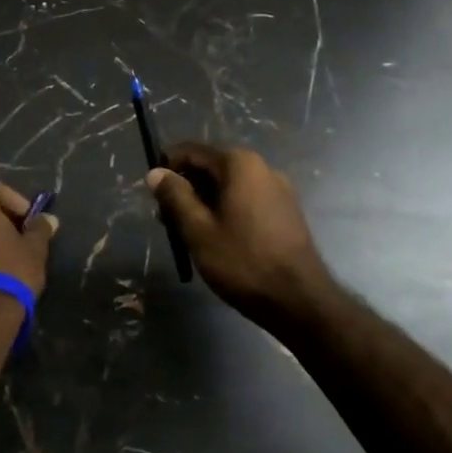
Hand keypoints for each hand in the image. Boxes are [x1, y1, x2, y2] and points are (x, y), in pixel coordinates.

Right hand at [144, 142, 329, 323]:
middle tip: (165, 220)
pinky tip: (216, 238)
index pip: (192, 152)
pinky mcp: (285, 211)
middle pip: (211, 168)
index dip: (167, 168)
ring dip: (204, 202)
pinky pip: (246, 200)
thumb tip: (156, 172)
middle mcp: (261, 167)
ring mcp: (278, 189)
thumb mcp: (198, 230)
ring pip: (228, 186)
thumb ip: (175, 196)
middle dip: (185, 189)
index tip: (151, 192)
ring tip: (187, 234)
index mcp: (239, 164)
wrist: (300, 300)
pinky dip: (225, 211)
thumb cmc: (243, 261)